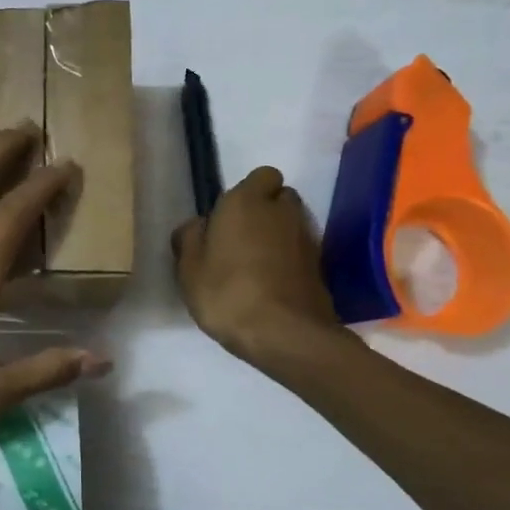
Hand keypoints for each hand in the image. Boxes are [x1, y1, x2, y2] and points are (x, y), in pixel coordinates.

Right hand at [172, 166, 345, 367]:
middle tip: (239, 240)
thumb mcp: (189, 268)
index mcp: (247, 201)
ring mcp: (307, 238)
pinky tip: (270, 285)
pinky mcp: (321, 266)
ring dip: (276, 237)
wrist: (285, 333)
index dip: (247, 193)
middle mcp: (282, 210)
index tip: (227, 218)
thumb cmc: (227, 293)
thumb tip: (199, 225)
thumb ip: (190, 238)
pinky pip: (300, 252)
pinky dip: (288, 260)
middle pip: (279, 197)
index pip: (261, 175)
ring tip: (253, 266)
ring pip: (291, 224)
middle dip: (264, 211)